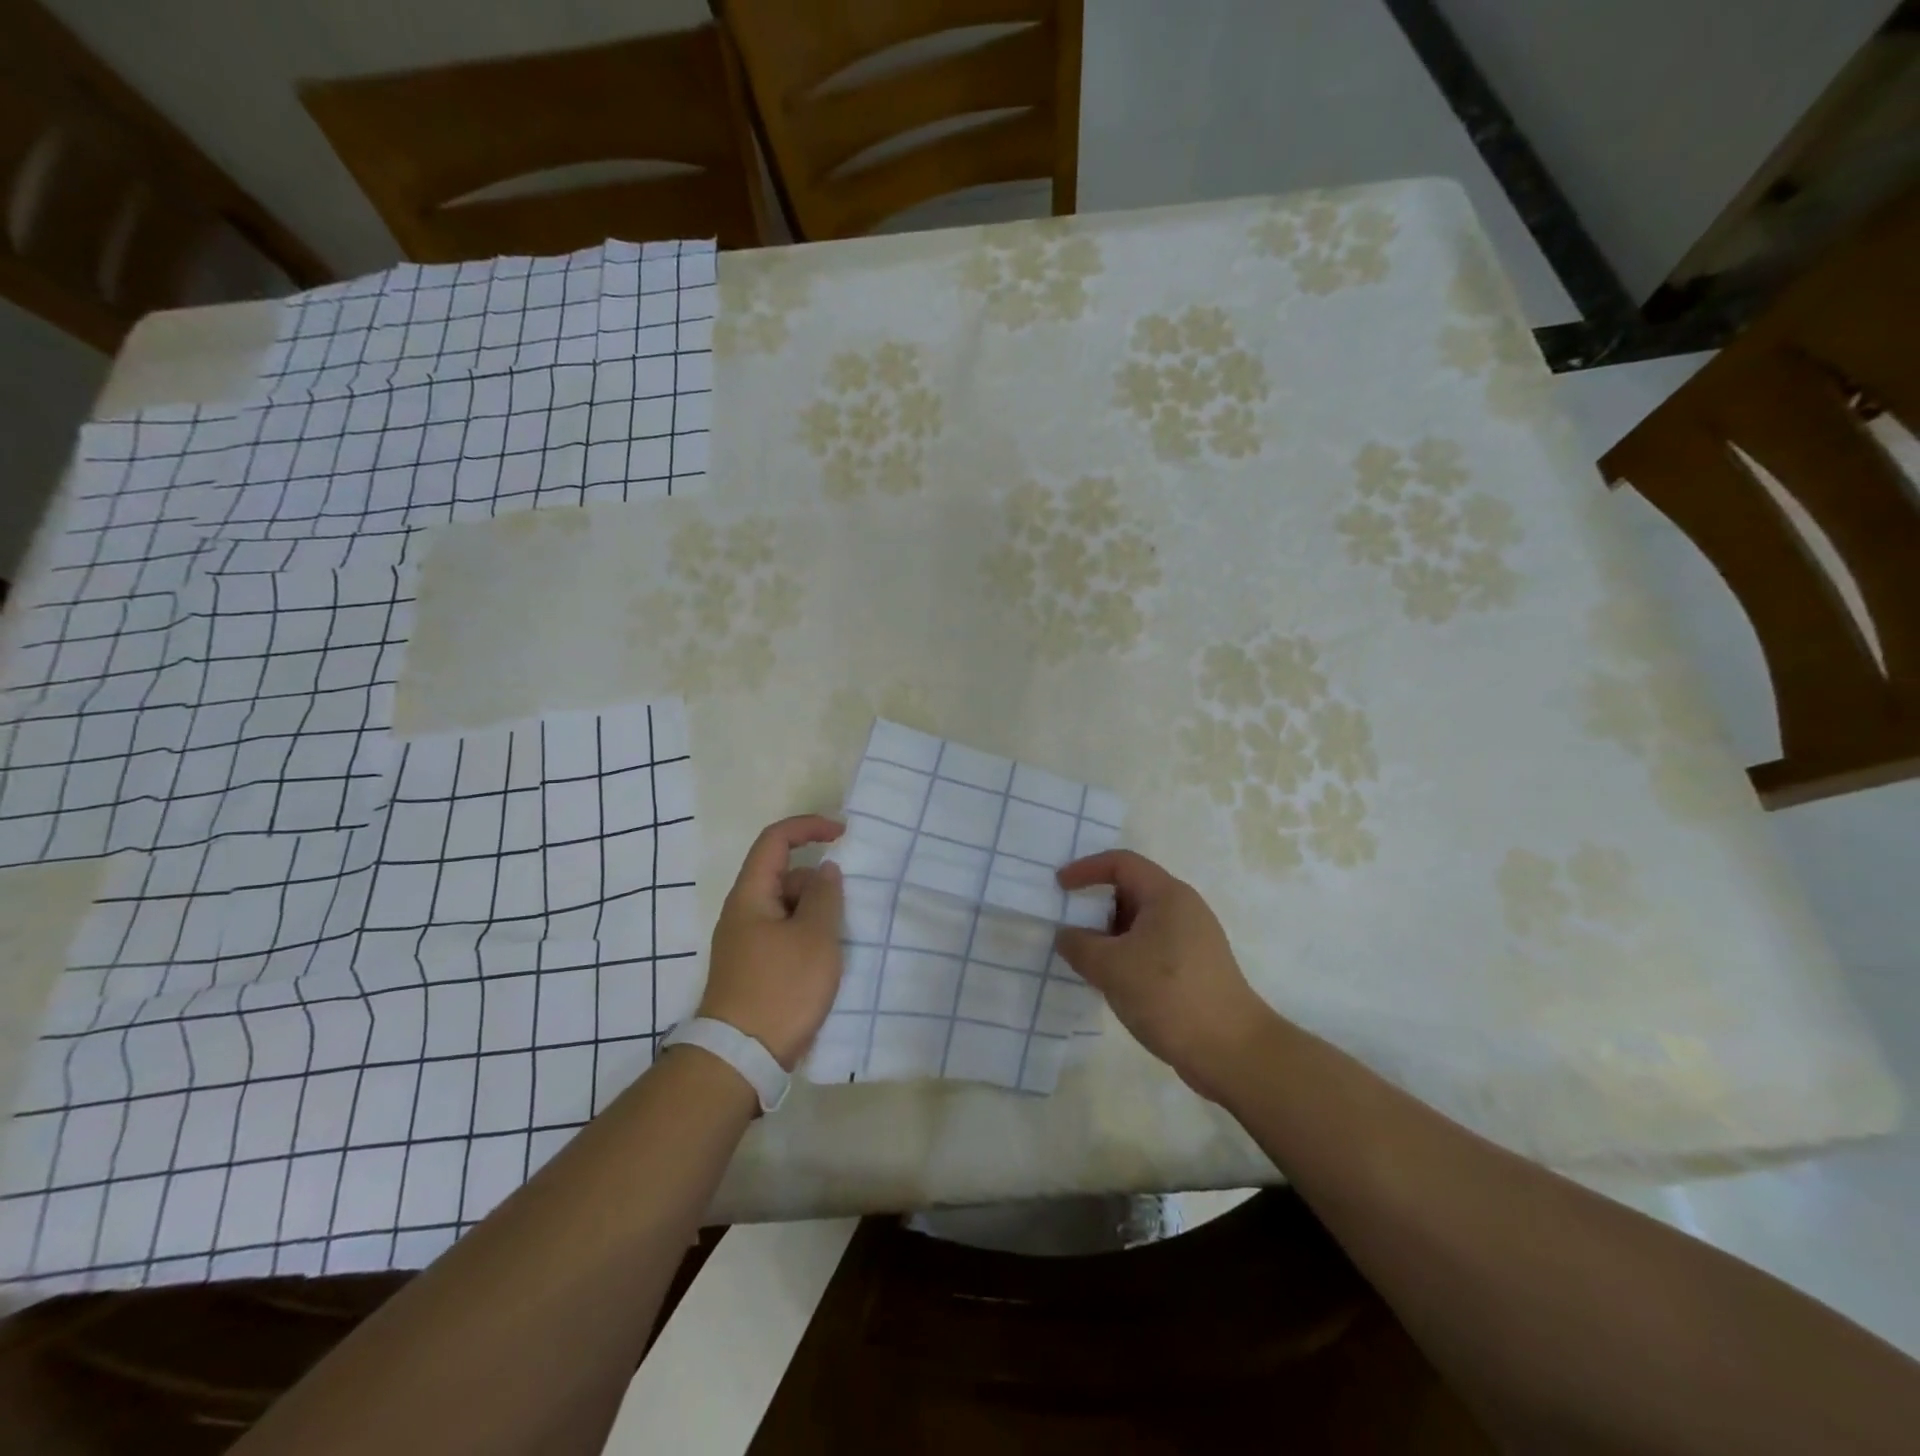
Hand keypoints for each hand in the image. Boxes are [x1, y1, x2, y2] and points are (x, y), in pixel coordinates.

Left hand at [699, 815, 845, 1070]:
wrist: (741, 1058)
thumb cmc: (781, 989)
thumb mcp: (815, 937)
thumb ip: (825, 896)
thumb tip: (825, 871)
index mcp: (751, 895)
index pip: (775, 840)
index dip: (809, 827)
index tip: (843, 834)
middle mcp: (743, 912)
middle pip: (783, 875)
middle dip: (818, 882)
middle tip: (846, 908)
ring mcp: (747, 941)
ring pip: (787, 907)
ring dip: (815, 912)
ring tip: (839, 941)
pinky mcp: (754, 967)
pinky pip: (785, 933)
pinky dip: (808, 934)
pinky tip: (825, 960)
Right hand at [1054, 850, 1275, 1101]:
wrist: (1231, 1051)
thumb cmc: (1169, 995)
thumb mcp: (1111, 967)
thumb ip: (1079, 945)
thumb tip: (1066, 936)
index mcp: (1167, 895)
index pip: (1121, 863)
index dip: (1086, 868)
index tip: (1059, 887)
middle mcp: (1183, 909)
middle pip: (1131, 890)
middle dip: (1096, 904)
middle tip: (1068, 925)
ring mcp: (1192, 939)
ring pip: (1140, 923)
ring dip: (1109, 934)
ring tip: (1084, 957)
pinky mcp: (1194, 968)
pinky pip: (1151, 947)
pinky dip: (1126, 954)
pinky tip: (1111, 981)